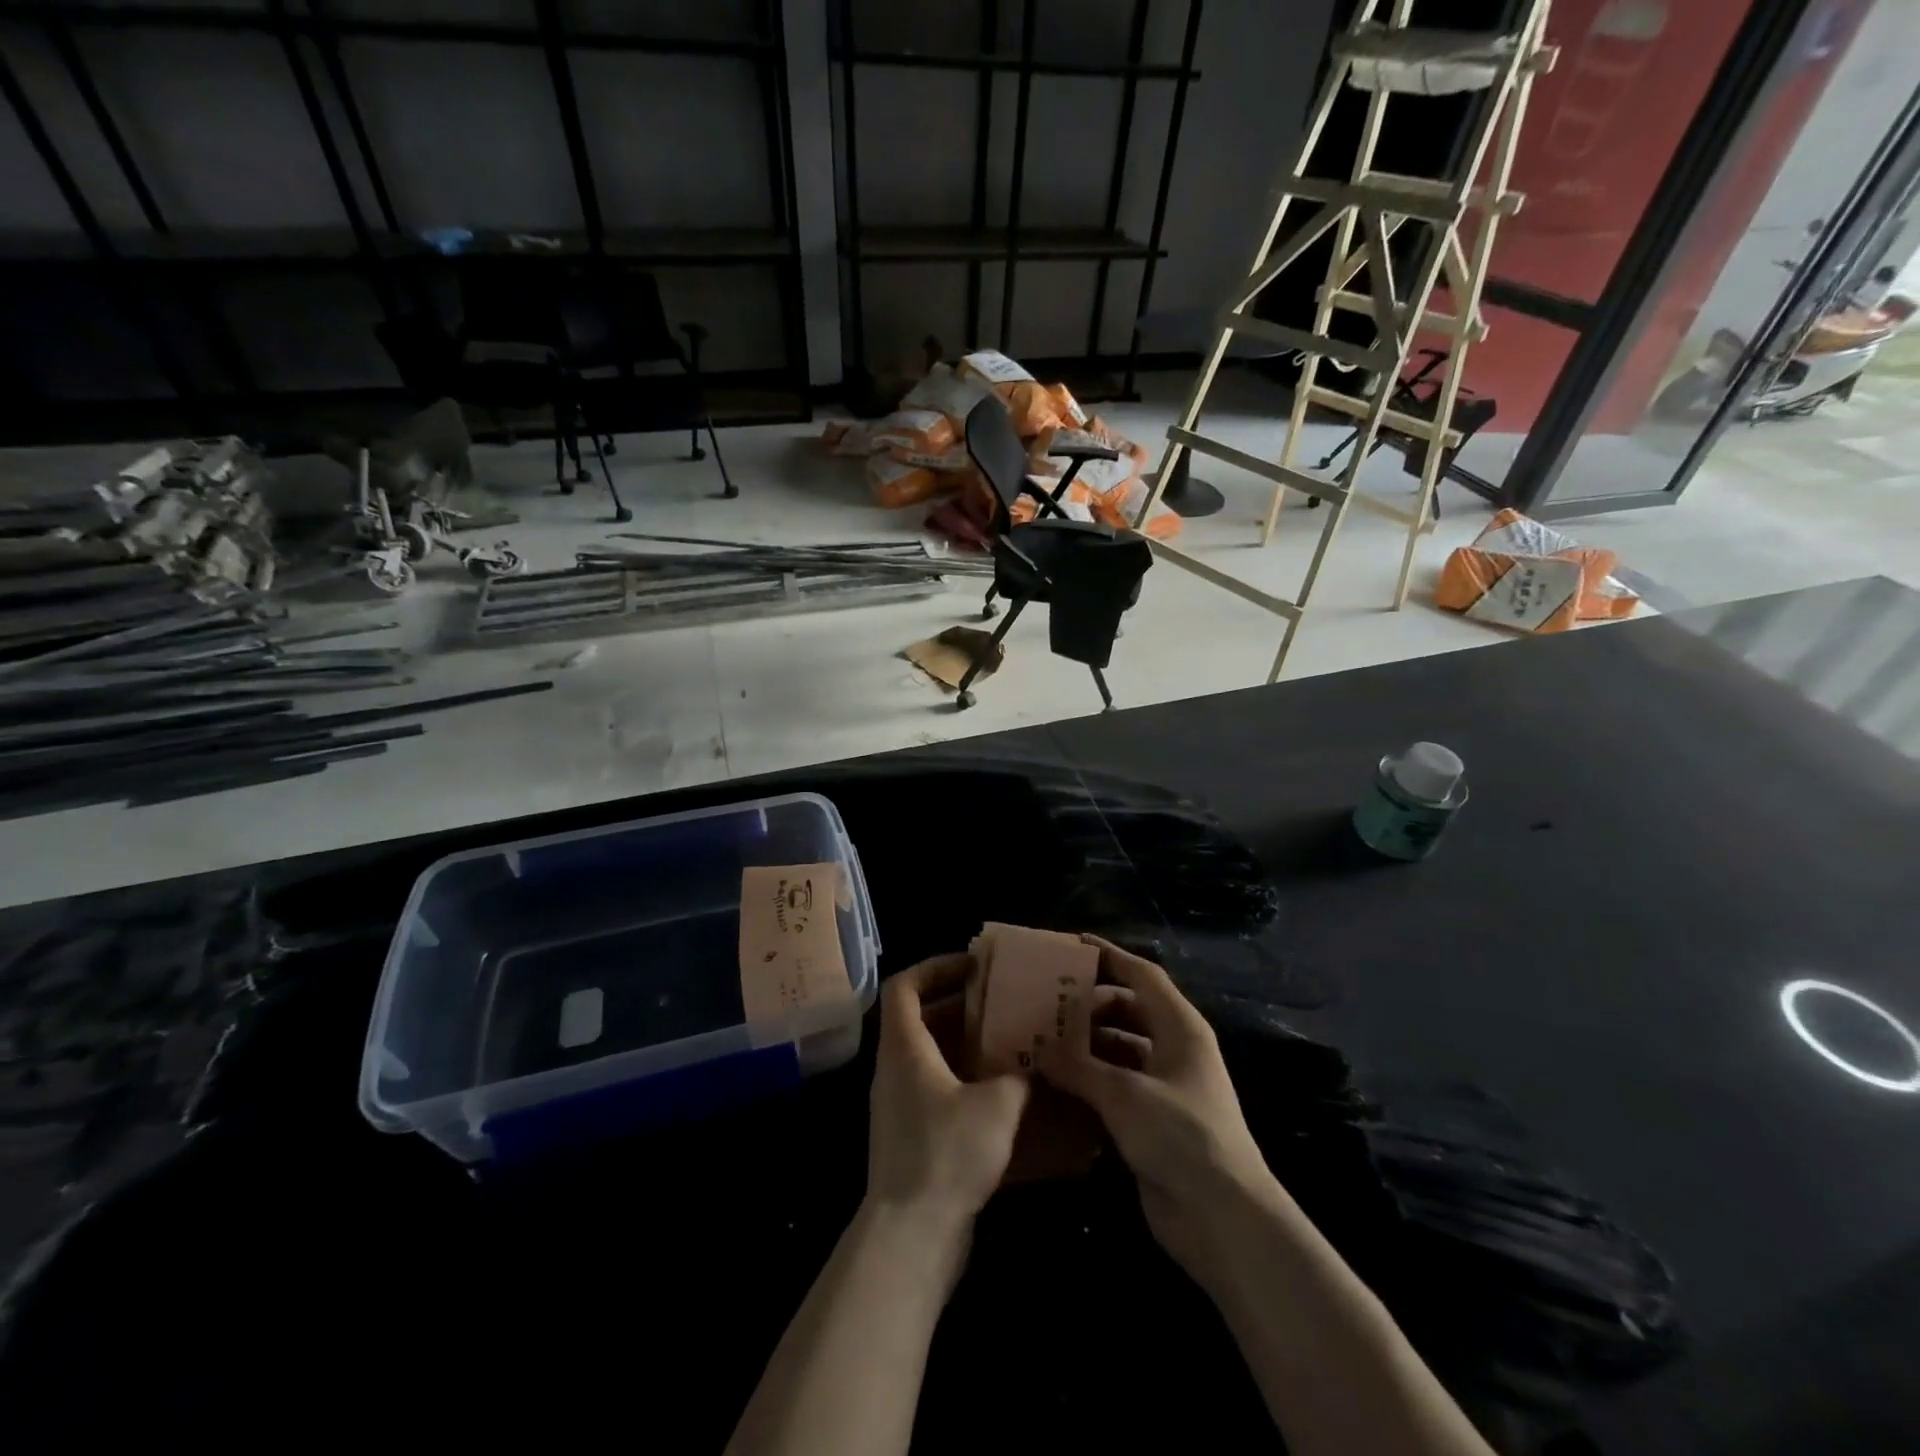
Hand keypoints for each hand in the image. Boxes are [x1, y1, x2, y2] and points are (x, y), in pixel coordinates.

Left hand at [866, 955, 1030, 1247]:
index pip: (903, 985)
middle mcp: (894, 1069)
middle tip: (1002, 1003)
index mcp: (904, 1047)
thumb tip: (1035, 1063)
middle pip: (919, 1018)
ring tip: (1010, 1041)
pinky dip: (964, 1079)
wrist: (912, 1237)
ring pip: (930, 1055)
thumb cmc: (947, 1154)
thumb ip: (1018, 1075)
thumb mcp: (997, 1105)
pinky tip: (1002, 1093)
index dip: (934, 966)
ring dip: (966, 1044)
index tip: (972, 967)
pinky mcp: (910, 1135)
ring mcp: (899, 1104)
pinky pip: (936, 1088)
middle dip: (961, 1005)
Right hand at [1035, 936, 1284, 1286]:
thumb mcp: (1124, 1094)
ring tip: (1042, 1038)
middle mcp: (1174, 1049)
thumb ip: (1078, 1067)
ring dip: (1086, 1045)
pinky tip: (1056, 1082)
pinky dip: (1090, 1080)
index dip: (1110, 956)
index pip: (1142, 975)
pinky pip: (1116, 1086)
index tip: (1073, 944)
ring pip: (1120, 1049)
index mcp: (1180, 1027)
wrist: (1224, 1218)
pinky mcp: (1154, 1120)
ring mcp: (1166, 1086)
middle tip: (1047, 998)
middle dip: (1090, 1003)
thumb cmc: (1180, 1136)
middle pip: (1129, 1010)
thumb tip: (1039, 1049)